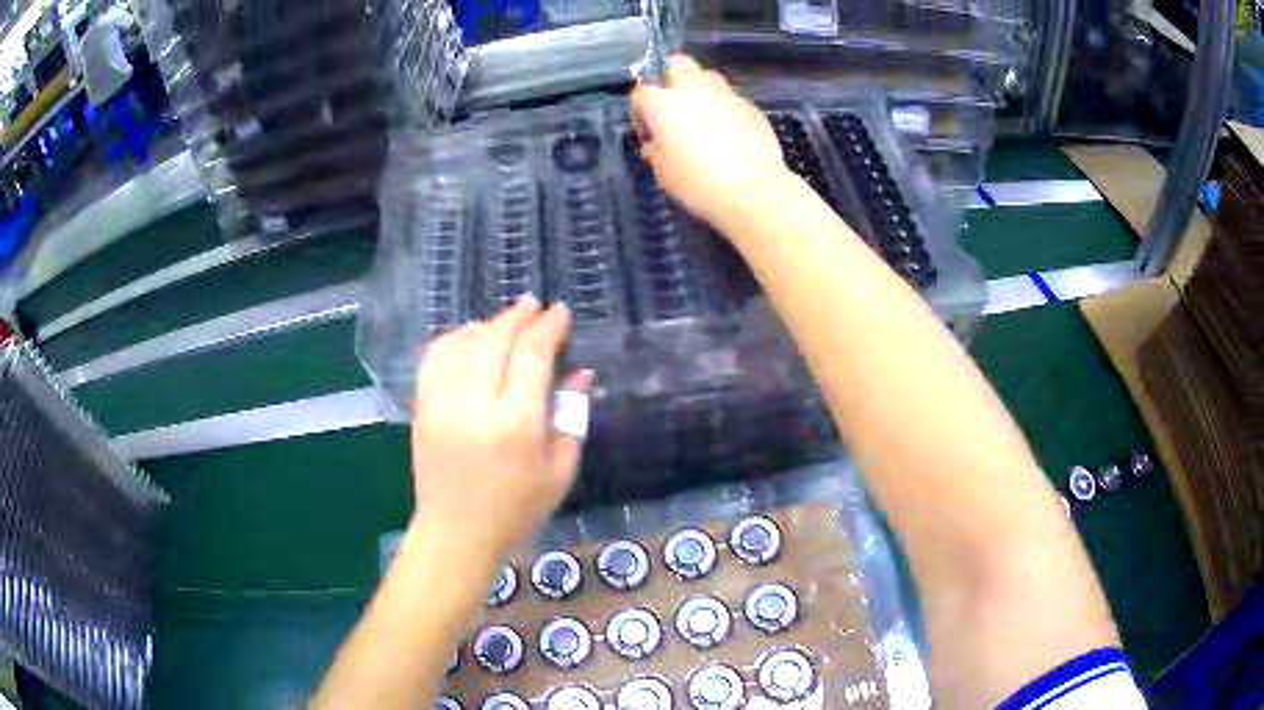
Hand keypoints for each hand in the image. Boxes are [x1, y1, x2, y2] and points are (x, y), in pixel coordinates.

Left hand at [408, 296, 594, 566]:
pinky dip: (453, 339)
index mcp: (517, 425)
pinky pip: (434, 358)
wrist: (457, 532)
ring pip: (464, 344)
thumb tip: (581, 373)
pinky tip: (469, 337)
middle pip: (496, 340)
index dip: (549, 327)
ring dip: (488, 324)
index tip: (560, 312)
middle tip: (535, 307)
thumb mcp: (560, 471)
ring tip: (506, 322)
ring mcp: (442, 405)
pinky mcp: (422, 409)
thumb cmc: (517, 509)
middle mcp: (476, 406)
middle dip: (519, 317)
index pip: (532, 355)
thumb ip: (571, 417)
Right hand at [630, 55, 790, 229]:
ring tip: (702, 117)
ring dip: (700, 90)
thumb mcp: (663, 172)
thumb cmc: (697, 183)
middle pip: (676, 65)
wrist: (752, 191)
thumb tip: (655, 144)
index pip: (640, 93)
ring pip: (708, 76)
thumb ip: (655, 151)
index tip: (648, 134)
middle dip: (670, 79)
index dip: (640, 112)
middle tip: (672, 108)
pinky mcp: (751, 107)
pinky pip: (731, 99)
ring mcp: (726, 95)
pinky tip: (729, 133)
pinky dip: (725, 109)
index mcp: (663, 103)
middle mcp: (693, 90)